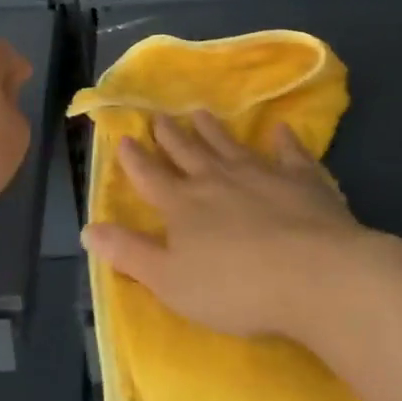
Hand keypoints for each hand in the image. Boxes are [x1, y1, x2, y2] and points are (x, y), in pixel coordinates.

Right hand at [81, 112, 381, 346]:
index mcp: (182, 205)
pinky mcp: (302, 181)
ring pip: (229, 145)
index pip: (150, 176)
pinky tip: (280, 130)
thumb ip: (129, 253)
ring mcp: (261, 175)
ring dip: (213, 130)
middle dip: (169, 136)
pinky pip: (289, 154)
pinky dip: (283, 141)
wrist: (315, 276)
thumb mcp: (168, 281)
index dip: (135, 159)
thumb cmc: (235, 287)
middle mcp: (216, 180)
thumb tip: (87, 231)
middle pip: (187, 152)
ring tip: (200, 113)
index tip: (125, 138)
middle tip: (158, 116)